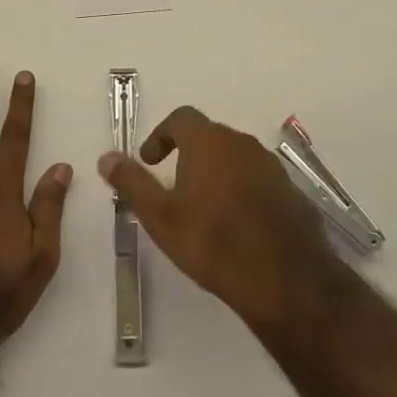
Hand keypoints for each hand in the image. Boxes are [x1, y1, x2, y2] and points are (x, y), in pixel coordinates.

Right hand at [98, 106, 340, 336]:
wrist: (285, 278)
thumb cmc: (213, 242)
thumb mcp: (161, 217)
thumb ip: (132, 183)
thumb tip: (106, 157)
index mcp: (208, 141)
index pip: (180, 118)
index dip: (161, 135)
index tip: (150, 161)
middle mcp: (241, 142)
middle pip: (209, 136)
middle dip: (188, 155)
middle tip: (174, 187)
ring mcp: (270, 165)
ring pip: (235, 158)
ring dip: (216, 173)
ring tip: (204, 209)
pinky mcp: (290, 190)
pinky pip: (258, 179)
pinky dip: (242, 190)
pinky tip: (237, 225)